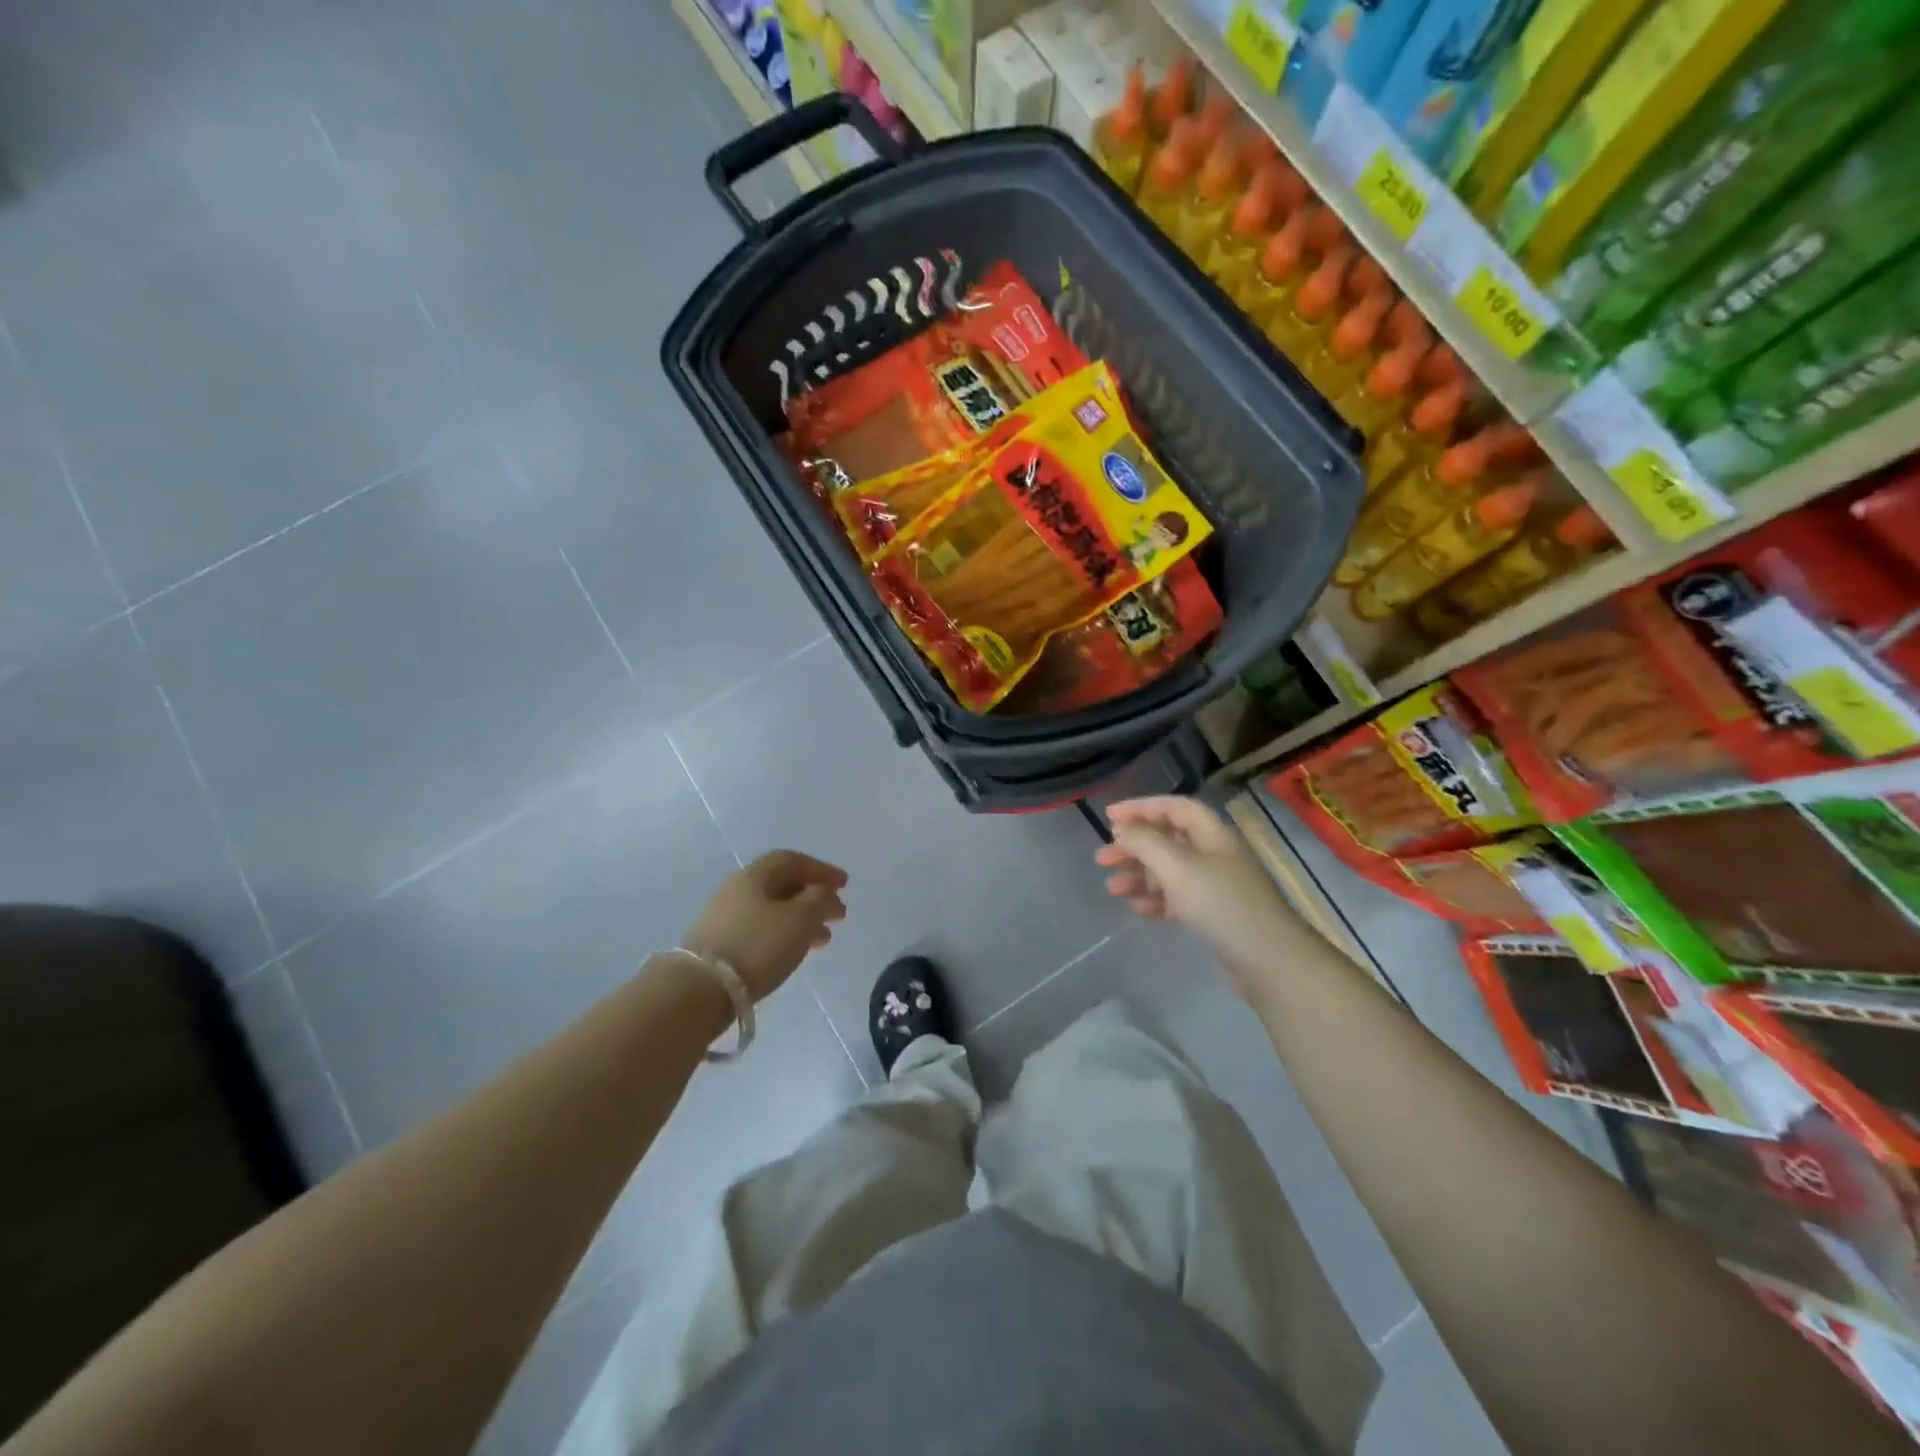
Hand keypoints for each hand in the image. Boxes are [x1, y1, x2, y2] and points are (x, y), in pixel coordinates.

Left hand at [684, 851, 847, 1001]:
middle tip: (839, 914)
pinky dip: (785, 936)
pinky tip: (796, 952)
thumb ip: (819, 900)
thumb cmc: (758, 945)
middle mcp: (737, 891)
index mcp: (755, 875)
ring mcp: (725, 919)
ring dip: (802, 920)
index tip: (845, 885)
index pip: (792, 861)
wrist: (700, 990)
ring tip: (824, 940)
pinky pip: (762, 931)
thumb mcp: (801, 919)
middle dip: (814, 897)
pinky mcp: (721, 946)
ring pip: (773, 911)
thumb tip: (822, 892)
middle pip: (782, 885)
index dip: (821, 869)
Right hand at [1094, 796, 1299, 996]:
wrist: (1268, 960)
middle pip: (1167, 839)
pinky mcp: (1214, 914)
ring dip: (1139, 876)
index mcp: (1210, 834)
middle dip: (1133, 846)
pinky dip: (1156, 900)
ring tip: (1112, 889)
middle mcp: (1213, 854)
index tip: (1108, 817)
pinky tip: (1138, 910)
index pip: (1173, 807)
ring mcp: (1215, 885)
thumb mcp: (1176, 867)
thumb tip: (1122, 828)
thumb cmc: (1220, 904)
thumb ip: (1145, 842)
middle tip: (1102, 859)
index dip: (1140, 807)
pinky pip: (1177, 898)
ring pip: (1168, 870)